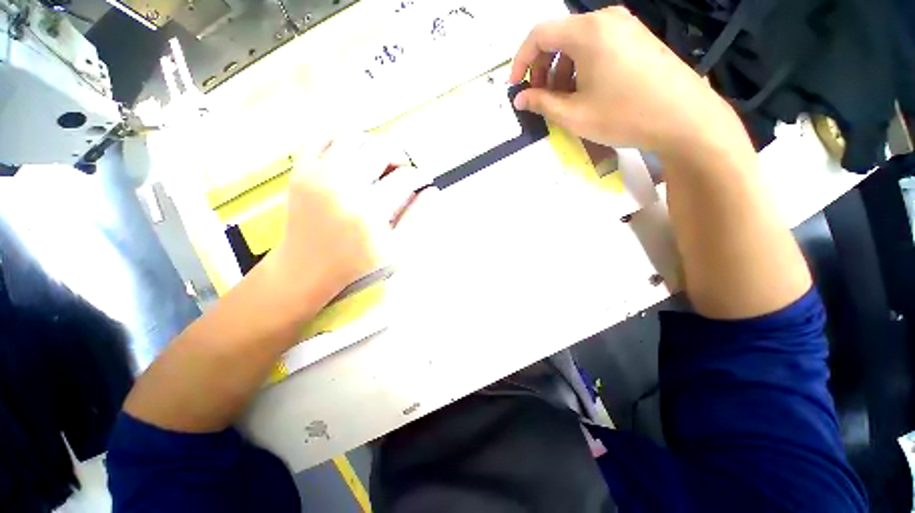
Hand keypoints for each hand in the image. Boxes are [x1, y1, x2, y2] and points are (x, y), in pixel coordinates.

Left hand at [276, 135, 426, 301]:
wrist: (307, 271)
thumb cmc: (355, 264)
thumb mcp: (396, 249)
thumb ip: (417, 218)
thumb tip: (432, 192)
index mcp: (369, 209)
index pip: (405, 177)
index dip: (420, 177)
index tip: (423, 181)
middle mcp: (342, 187)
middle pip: (380, 148)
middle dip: (399, 156)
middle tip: (403, 170)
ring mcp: (317, 177)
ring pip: (352, 137)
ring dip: (371, 145)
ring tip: (379, 162)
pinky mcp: (300, 173)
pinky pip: (318, 138)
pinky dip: (338, 139)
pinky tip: (349, 155)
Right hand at [509, 7, 747, 158]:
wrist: (683, 118)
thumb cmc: (623, 115)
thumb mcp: (574, 114)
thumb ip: (541, 103)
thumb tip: (520, 98)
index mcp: (587, 31)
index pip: (539, 35)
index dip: (521, 61)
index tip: (516, 87)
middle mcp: (605, 19)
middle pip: (559, 37)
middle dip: (543, 69)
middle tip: (541, 99)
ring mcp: (625, 27)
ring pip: (578, 44)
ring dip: (562, 71)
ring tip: (564, 101)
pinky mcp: (638, 39)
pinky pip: (598, 47)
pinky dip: (582, 68)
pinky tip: (586, 92)